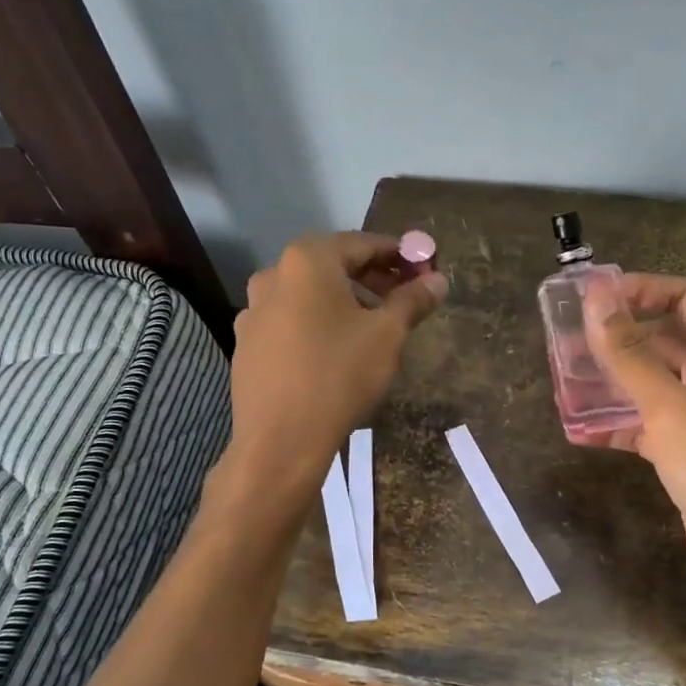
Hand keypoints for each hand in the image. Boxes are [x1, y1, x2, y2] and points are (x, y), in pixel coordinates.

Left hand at [227, 233, 447, 492]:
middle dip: (373, 278)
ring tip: (374, 328)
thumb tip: (438, 279)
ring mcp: (254, 311)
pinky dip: (318, 325)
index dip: (399, 254)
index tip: (424, 269)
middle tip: (405, 299)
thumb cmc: (339, 375)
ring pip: (310, 295)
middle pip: (333, 266)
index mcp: (307, 261)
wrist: (280, 441)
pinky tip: (336, 352)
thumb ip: (413, 300)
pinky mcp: (247, 345)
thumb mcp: (387, 335)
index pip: (362, 244)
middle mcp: (274, 275)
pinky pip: (291, 322)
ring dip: (344, 302)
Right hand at [583, 274, 685, 661]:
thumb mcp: (670, 406)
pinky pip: (652, 426)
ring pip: (656, 385)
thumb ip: (629, 353)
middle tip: (567, 343)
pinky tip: (581, 431)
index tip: (594, 300)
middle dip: (620, 338)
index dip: (643, 290)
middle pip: (668, 340)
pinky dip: (621, 425)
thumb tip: (596, 296)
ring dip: (615, 382)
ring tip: (566, 382)